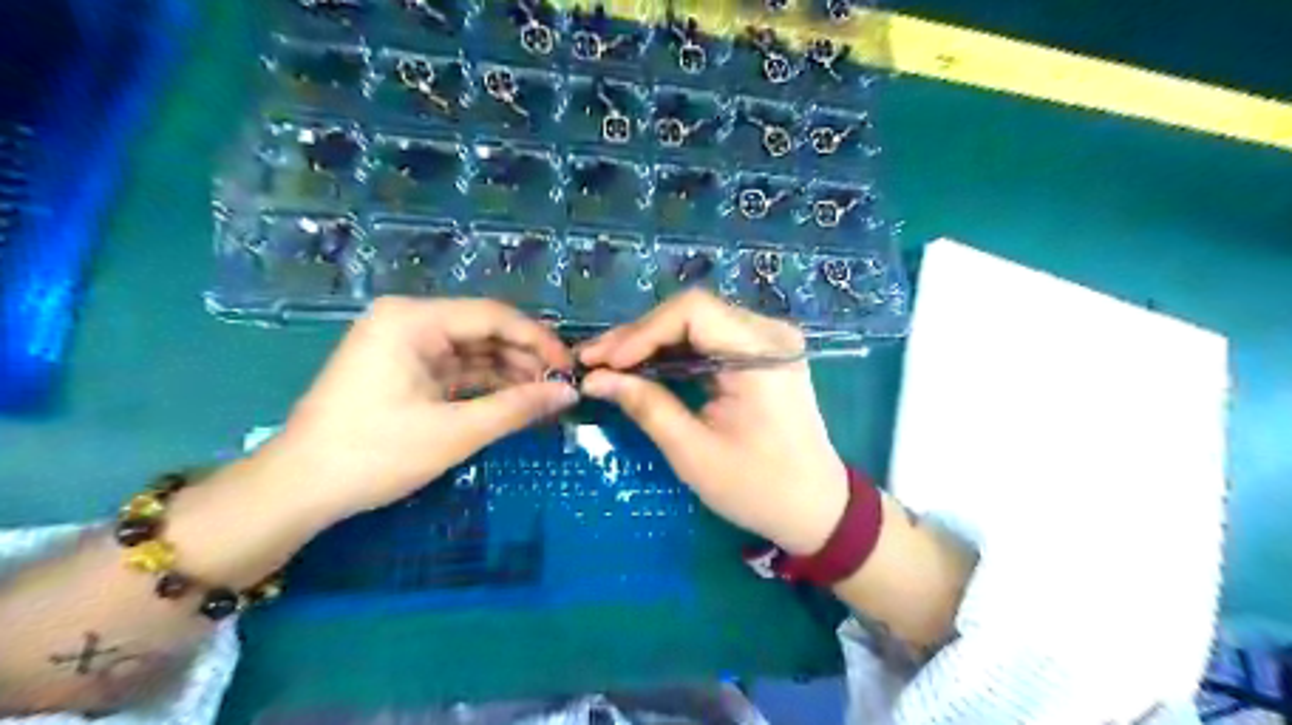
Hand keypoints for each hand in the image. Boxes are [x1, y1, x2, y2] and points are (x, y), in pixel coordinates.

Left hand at [257, 297, 576, 523]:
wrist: (298, 490)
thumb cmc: (374, 454)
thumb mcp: (455, 432)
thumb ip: (517, 407)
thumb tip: (570, 393)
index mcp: (413, 320)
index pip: (493, 316)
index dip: (538, 340)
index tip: (570, 367)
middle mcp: (408, 321)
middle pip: (483, 330)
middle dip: (524, 359)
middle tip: (560, 388)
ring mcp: (403, 344)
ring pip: (472, 351)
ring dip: (508, 373)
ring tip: (543, 399)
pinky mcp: (403, 369)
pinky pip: (456, 369)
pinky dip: (484, 385)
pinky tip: (513, 402)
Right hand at [580, 289, 854, 553]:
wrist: (816, 507)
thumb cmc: (758, 487)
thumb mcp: (694, 453)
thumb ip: (646, 406)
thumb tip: (595, 379)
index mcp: (762, 353)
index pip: (692, 311)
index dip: (641, 331)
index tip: (603, 362)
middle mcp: (769, 333)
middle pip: (692, 312)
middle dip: (639, 337)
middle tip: (594, 361)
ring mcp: (767, 340)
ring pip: (696, 323)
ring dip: (651, 343)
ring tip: (609, 365)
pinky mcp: (761, 354)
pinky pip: (709, 339)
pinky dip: (673, 353)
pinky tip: (642, 367)